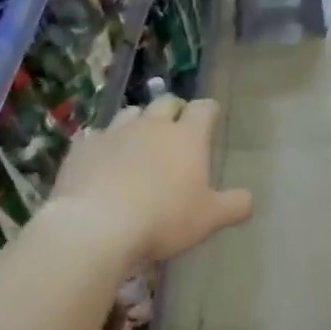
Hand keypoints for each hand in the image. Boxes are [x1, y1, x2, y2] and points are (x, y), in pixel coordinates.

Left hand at [50, 96, 252, 264]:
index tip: (211, 117)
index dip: (209, 111)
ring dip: (138, 122)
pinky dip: (104, 143)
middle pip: (165, 103)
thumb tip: (248, 199)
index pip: (204, 109)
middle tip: (176, 127)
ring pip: (130, 114)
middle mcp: (151, 126)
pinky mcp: (82, 148)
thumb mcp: (210, 219)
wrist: (97, 226)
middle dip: (173, 110)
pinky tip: (103, 159)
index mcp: (187, 137)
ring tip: (139, 140)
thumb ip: (234, 206)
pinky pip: (96, 136)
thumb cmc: (164, 219)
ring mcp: (114, 133)